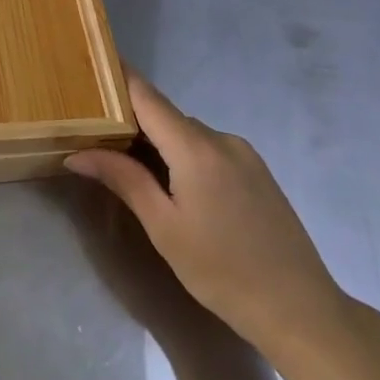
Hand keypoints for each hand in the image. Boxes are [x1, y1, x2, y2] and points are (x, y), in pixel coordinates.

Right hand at [66, 71, 348, 358]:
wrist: (301, 311)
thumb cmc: (222, 272)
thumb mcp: (163, 227)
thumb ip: (123, 179)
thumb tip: (78, 153)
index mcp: (195, 147)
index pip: (146, 96)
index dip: (117, 78)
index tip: (90, 67)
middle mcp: (221, 138)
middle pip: (165, 115)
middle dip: (131, 122)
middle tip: (96, 136)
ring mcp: (244, 154)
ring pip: (187, 133)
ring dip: (159, 143)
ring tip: (132, 168)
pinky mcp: (257, 171)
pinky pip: (209, 148)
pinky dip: (184, 155)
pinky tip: (176, 188)